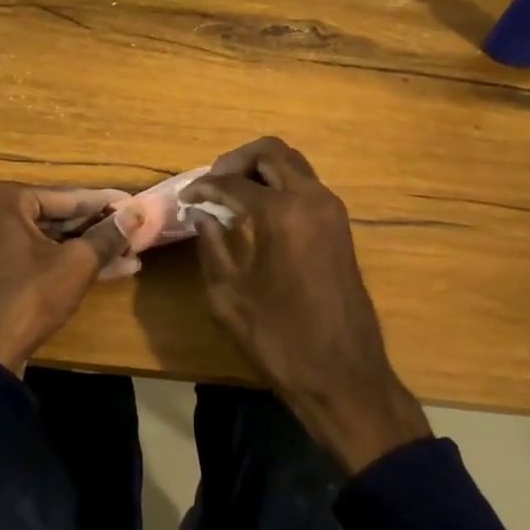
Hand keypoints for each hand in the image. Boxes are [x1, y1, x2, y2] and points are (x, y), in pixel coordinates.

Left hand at [0, 183, 137, 373]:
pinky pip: (36, 257)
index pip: (68, 197)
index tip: (135, 203)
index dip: (106, 203)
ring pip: (50, 240)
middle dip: (98, 230)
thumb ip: (108, 235)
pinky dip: (66, 263)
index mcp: (5, 199)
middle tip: (135, 232)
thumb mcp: (76, 264)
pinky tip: (108, 271)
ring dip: (88, 249)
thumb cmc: (28, 297)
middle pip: (58, 217)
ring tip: (131, 255)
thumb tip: (137, 212)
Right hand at [184, 138, 430, 473]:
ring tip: (230, 192)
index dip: (203, 186)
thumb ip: (212, 247)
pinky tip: (257, 209)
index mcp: (282, 215)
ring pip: (293, 163)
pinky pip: (306, 185)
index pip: (233, 183)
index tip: (184, 197)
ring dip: (260, 169)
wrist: (345, 377)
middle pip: (271, 152)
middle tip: (211, 182)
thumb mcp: (229, 297)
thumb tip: (201, 215)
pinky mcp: (341, 227)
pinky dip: (279, 184)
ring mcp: (332, 211)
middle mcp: (312, 200)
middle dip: (236, 160)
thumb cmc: (280, 341)